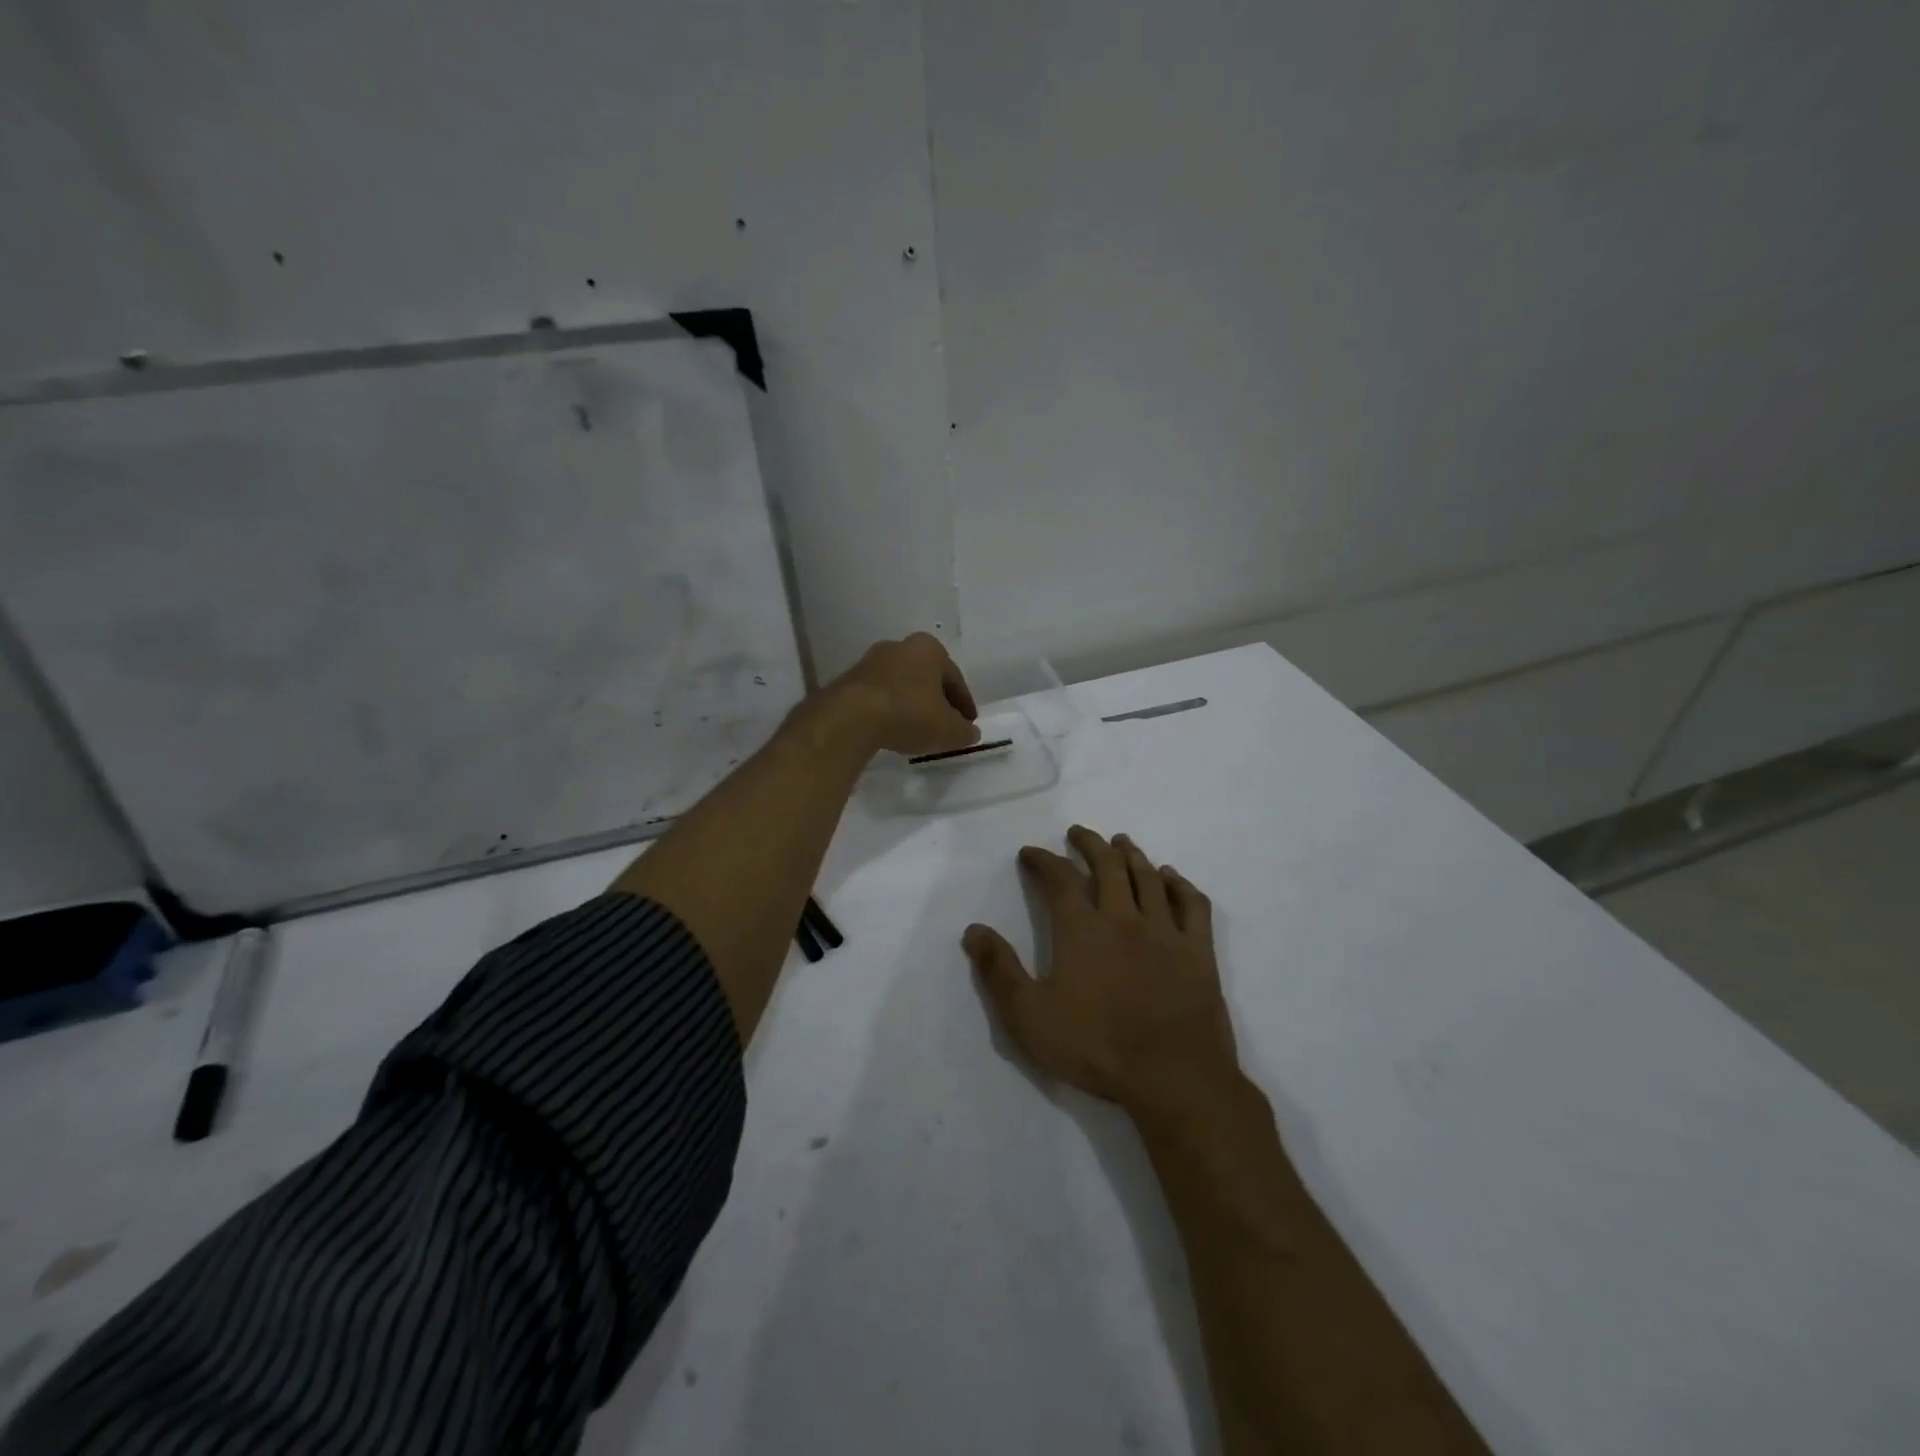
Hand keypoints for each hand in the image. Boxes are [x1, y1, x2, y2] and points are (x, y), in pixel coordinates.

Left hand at [824, 632, 979, 757]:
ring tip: (916, 731)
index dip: (964, 705)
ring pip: (902, 686)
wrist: (852, 717)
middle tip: (944, 726)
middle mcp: (900, 646)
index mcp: (929, 649)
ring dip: (911, 705)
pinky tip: (892, 729)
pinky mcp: (850, 680)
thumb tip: (970, 733)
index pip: (955, 679)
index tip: (967, 725)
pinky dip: (889, 710)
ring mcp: (871, 661)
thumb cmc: (910, 714)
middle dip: (936, 701)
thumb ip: (964, 732)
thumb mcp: (948, 730)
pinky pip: (879, 696)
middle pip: (927, 679)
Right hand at [964, 826, 1240, 1119]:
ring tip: (1121, 842)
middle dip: (1089, 844)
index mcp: (1081, 929)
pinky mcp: (1198, 951)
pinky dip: (1180, 885)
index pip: (1059, 879)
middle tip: (1078, 833)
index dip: (1042, 860)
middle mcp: (1123, 917)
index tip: (1030, 853)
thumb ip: (998, 971)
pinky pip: (1192, 905)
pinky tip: (1172, 878)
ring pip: (1147, 878)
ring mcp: (1165, 931)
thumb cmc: (1096, 1047)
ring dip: (1131, 855)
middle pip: (1107, 866)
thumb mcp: (1029, 1016)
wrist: (1173, 1076)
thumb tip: (973, 930)